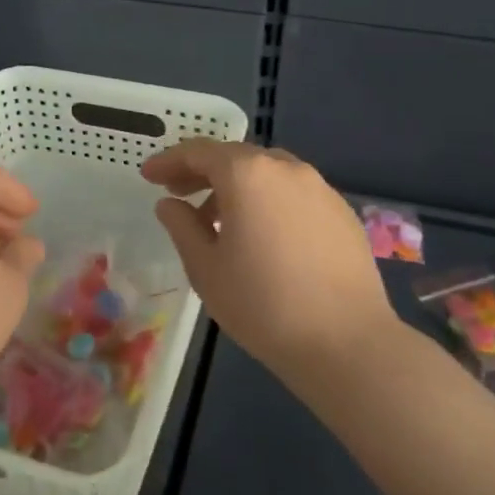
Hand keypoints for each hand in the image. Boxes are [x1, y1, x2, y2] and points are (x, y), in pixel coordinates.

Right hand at [142, 140, 401, 386]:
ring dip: (236, 187)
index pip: (199, 152)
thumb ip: (182, 227)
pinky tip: (262, 235)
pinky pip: (293, 194)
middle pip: (235, 157)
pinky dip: (268, 201)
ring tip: (217, 220)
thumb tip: (169, 204)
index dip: (169, 161)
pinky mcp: (342, 212)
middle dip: (202, 172)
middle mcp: (286, 169)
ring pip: (267, 173)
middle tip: (177, 194)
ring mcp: (320, 188)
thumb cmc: (262, 304)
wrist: (346, 342)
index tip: (148, 175)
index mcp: (248, 174)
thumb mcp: (205, 267)